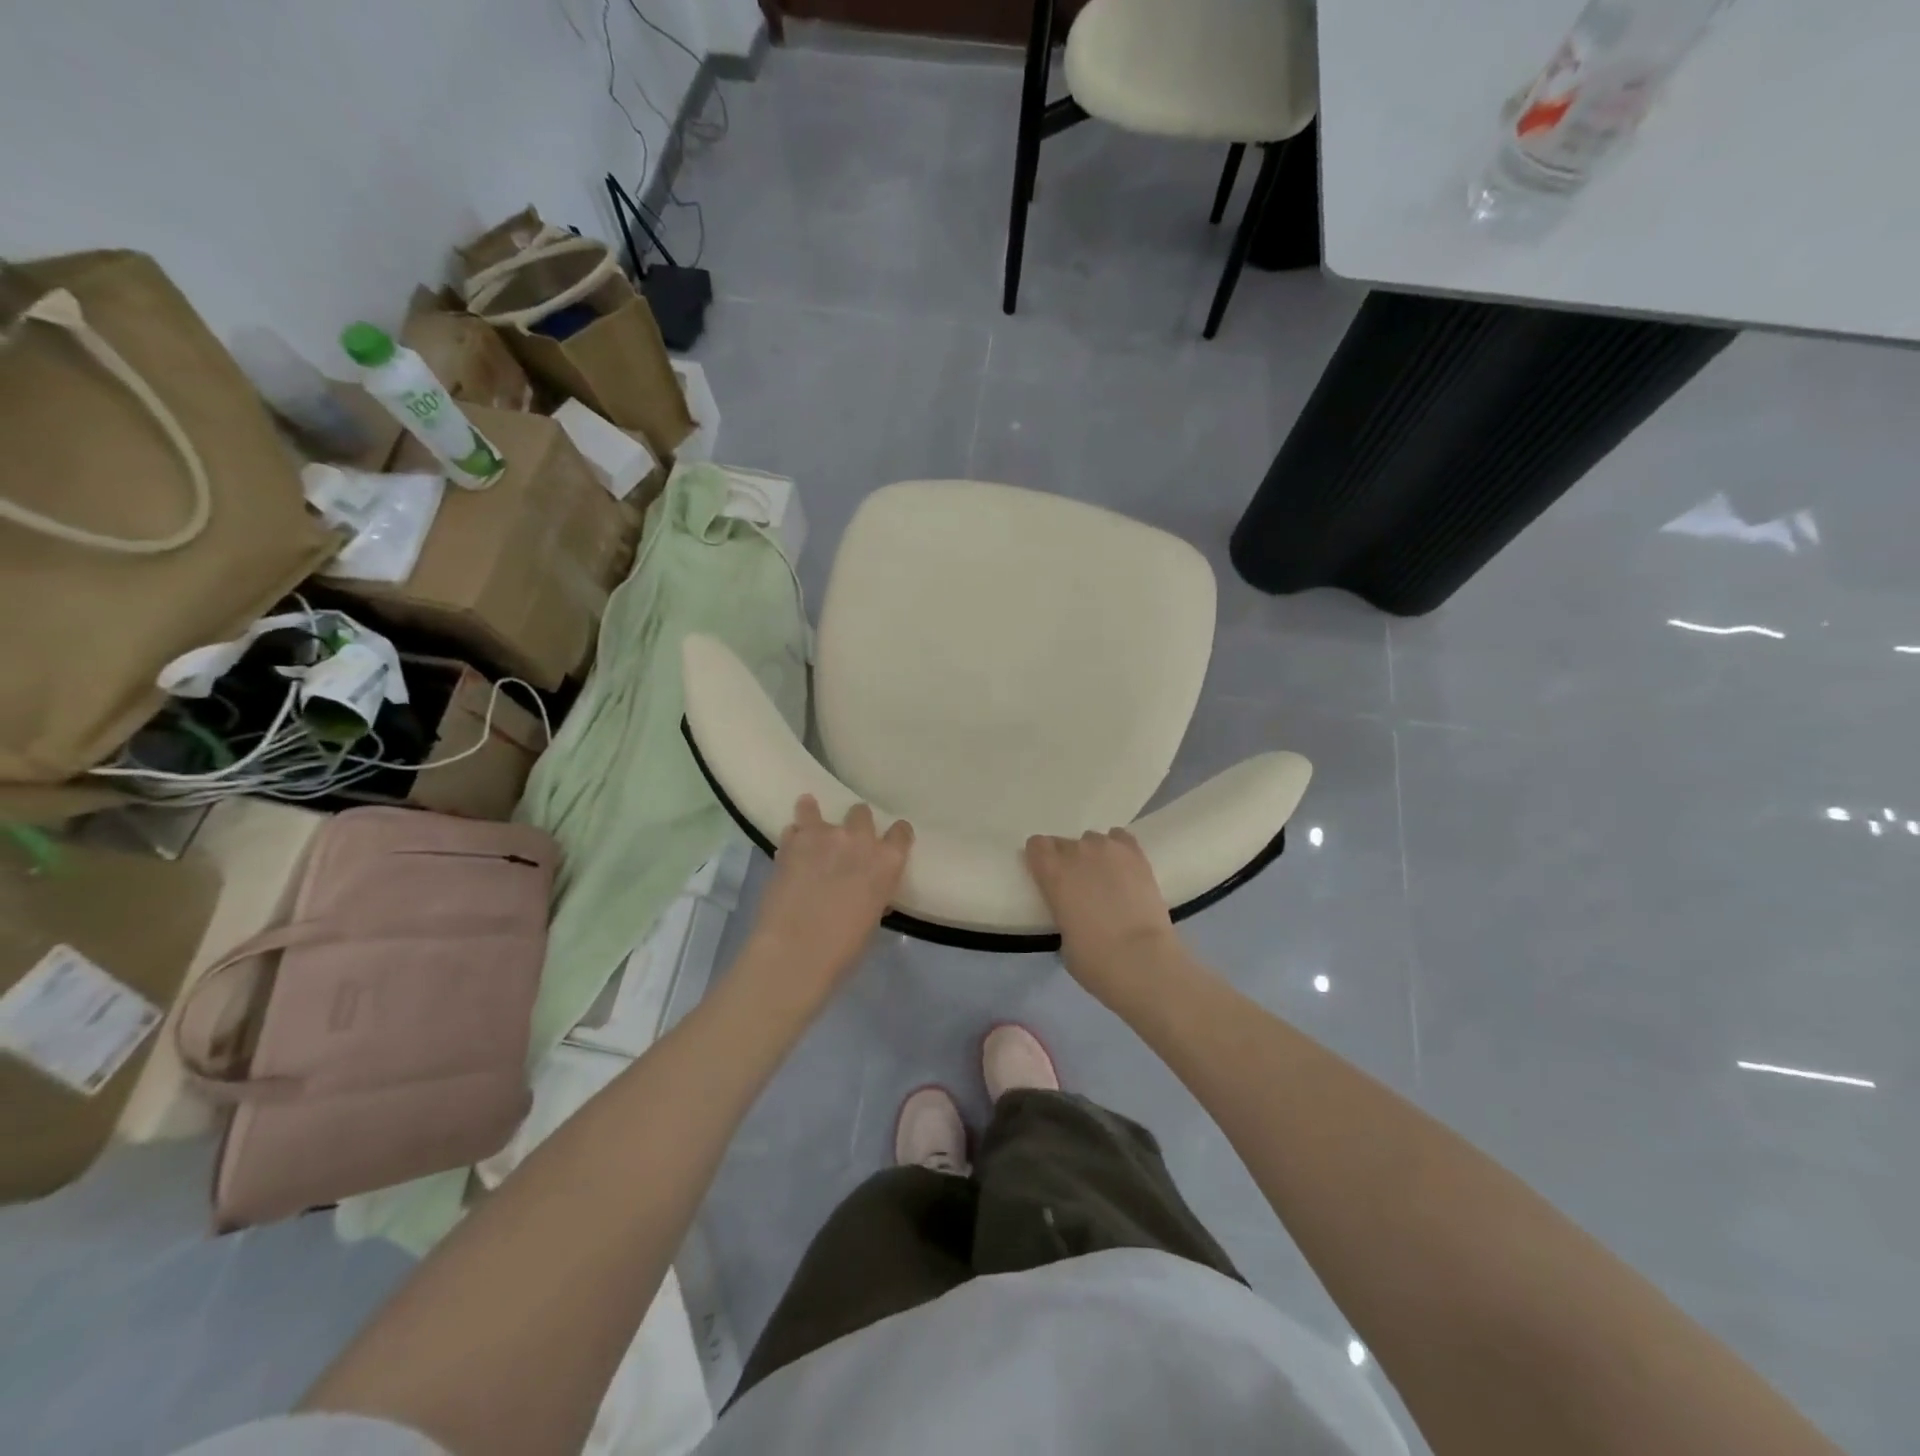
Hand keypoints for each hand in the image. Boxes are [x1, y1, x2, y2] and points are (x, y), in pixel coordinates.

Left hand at [748, 795, 912, 994]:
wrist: (796, 950)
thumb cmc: (844, 947)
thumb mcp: (872, 918)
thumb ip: (874, 893)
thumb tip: (866, 890)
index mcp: (887, 862)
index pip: (901, 832)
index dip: (896, 835)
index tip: (890, 841)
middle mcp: (860, 840)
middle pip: (861, 812)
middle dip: (855, 823)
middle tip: (847, 842)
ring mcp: (824, 836)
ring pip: (817, 810)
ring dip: (815, 818)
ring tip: (810, 826)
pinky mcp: (792, 842)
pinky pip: (794, 828)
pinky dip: (793, 836)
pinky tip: (790, 847)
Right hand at [1025, 829, 1180, 999]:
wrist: (1141, 959)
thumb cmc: (1094, 959)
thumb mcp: (1063, 938)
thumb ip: (1063, 912)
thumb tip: (1074, 912)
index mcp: (1052, 872)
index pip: (1037, 845)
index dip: (1041, 859)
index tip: (1047, 875)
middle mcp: (1077, 852)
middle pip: (1064, 843)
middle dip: (1067, 860)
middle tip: (1078, 885)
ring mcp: (1109, 849)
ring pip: (1094, 840)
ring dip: (1094, 855)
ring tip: (1105, 878)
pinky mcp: (1137, 855)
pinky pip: (1121, 838)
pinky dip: (1119, 850)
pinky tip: (1124, 868)